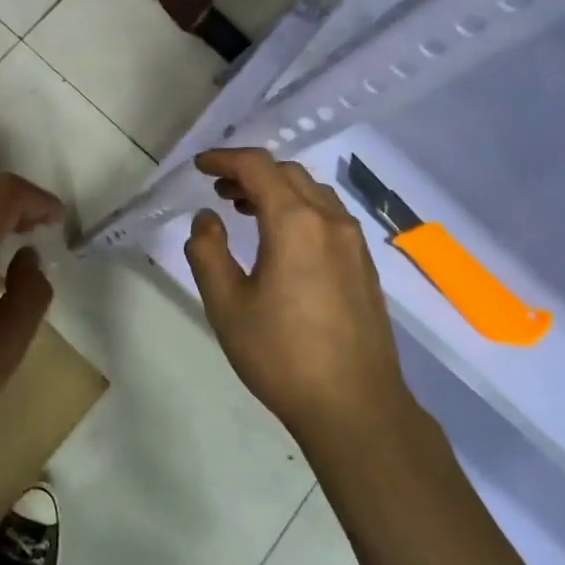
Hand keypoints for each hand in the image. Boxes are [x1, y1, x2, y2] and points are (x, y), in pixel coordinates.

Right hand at [184, 148, 412, 446]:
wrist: (354, 405)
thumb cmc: (281, 355)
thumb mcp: (226, 306)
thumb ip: (208, 253)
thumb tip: (206, 219)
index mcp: (295, 223)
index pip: (258, 167)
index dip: (225, 159)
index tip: (199, 166)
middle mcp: (330, 221)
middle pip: (288, 173)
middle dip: (250, 173)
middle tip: (220, 191)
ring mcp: (354, 243)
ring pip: (313, 193)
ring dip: (277, 190)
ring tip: (247, 211)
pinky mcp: (365, 265)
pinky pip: (329, 217)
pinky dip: (300, 210)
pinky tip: (284, 241)